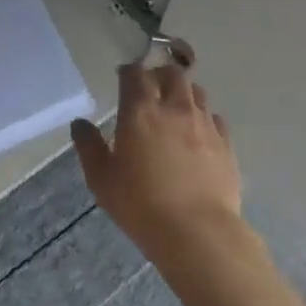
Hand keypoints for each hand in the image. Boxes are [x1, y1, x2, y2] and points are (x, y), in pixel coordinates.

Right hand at [72, 57, 242, 266]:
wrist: (198, 233)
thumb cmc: (141, 205)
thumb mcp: (102, 179)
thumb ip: (89, 146)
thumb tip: (80, 123)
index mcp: (140, 111)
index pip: (134, 73)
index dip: (127, 72)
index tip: (122, 79)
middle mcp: (175, 108)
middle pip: (172, 73)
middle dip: (159, 75)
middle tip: (151, 89)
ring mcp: (204, 124)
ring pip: (197, 92)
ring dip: (183, 92)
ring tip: (175, 108)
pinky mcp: (226, 144)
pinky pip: (215, 118)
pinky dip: (204, 117)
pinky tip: (198, 134)